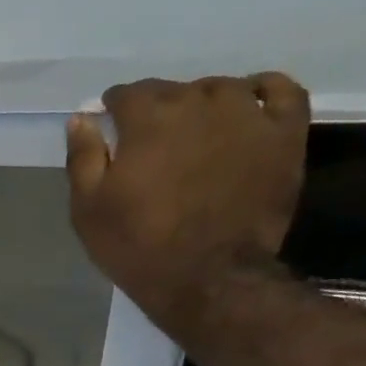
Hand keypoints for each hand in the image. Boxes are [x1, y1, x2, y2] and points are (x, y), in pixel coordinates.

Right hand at [65, 73, 309, 338]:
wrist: (206, 277)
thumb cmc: (137, 245)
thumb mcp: (88, 209)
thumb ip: (83, 158)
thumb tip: (80, 118)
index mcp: (148, 120)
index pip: (128, 94)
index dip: (115, 106)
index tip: (110, 120)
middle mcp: (199, 104)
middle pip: (173, 89)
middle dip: (156, 106)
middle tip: (148, 136)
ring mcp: (247, 116)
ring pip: (222, 88)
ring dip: (202, 101)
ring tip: (195, 127)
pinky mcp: (284, 134)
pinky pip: (280, 91)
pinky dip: (263, 90)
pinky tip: (249, 104)